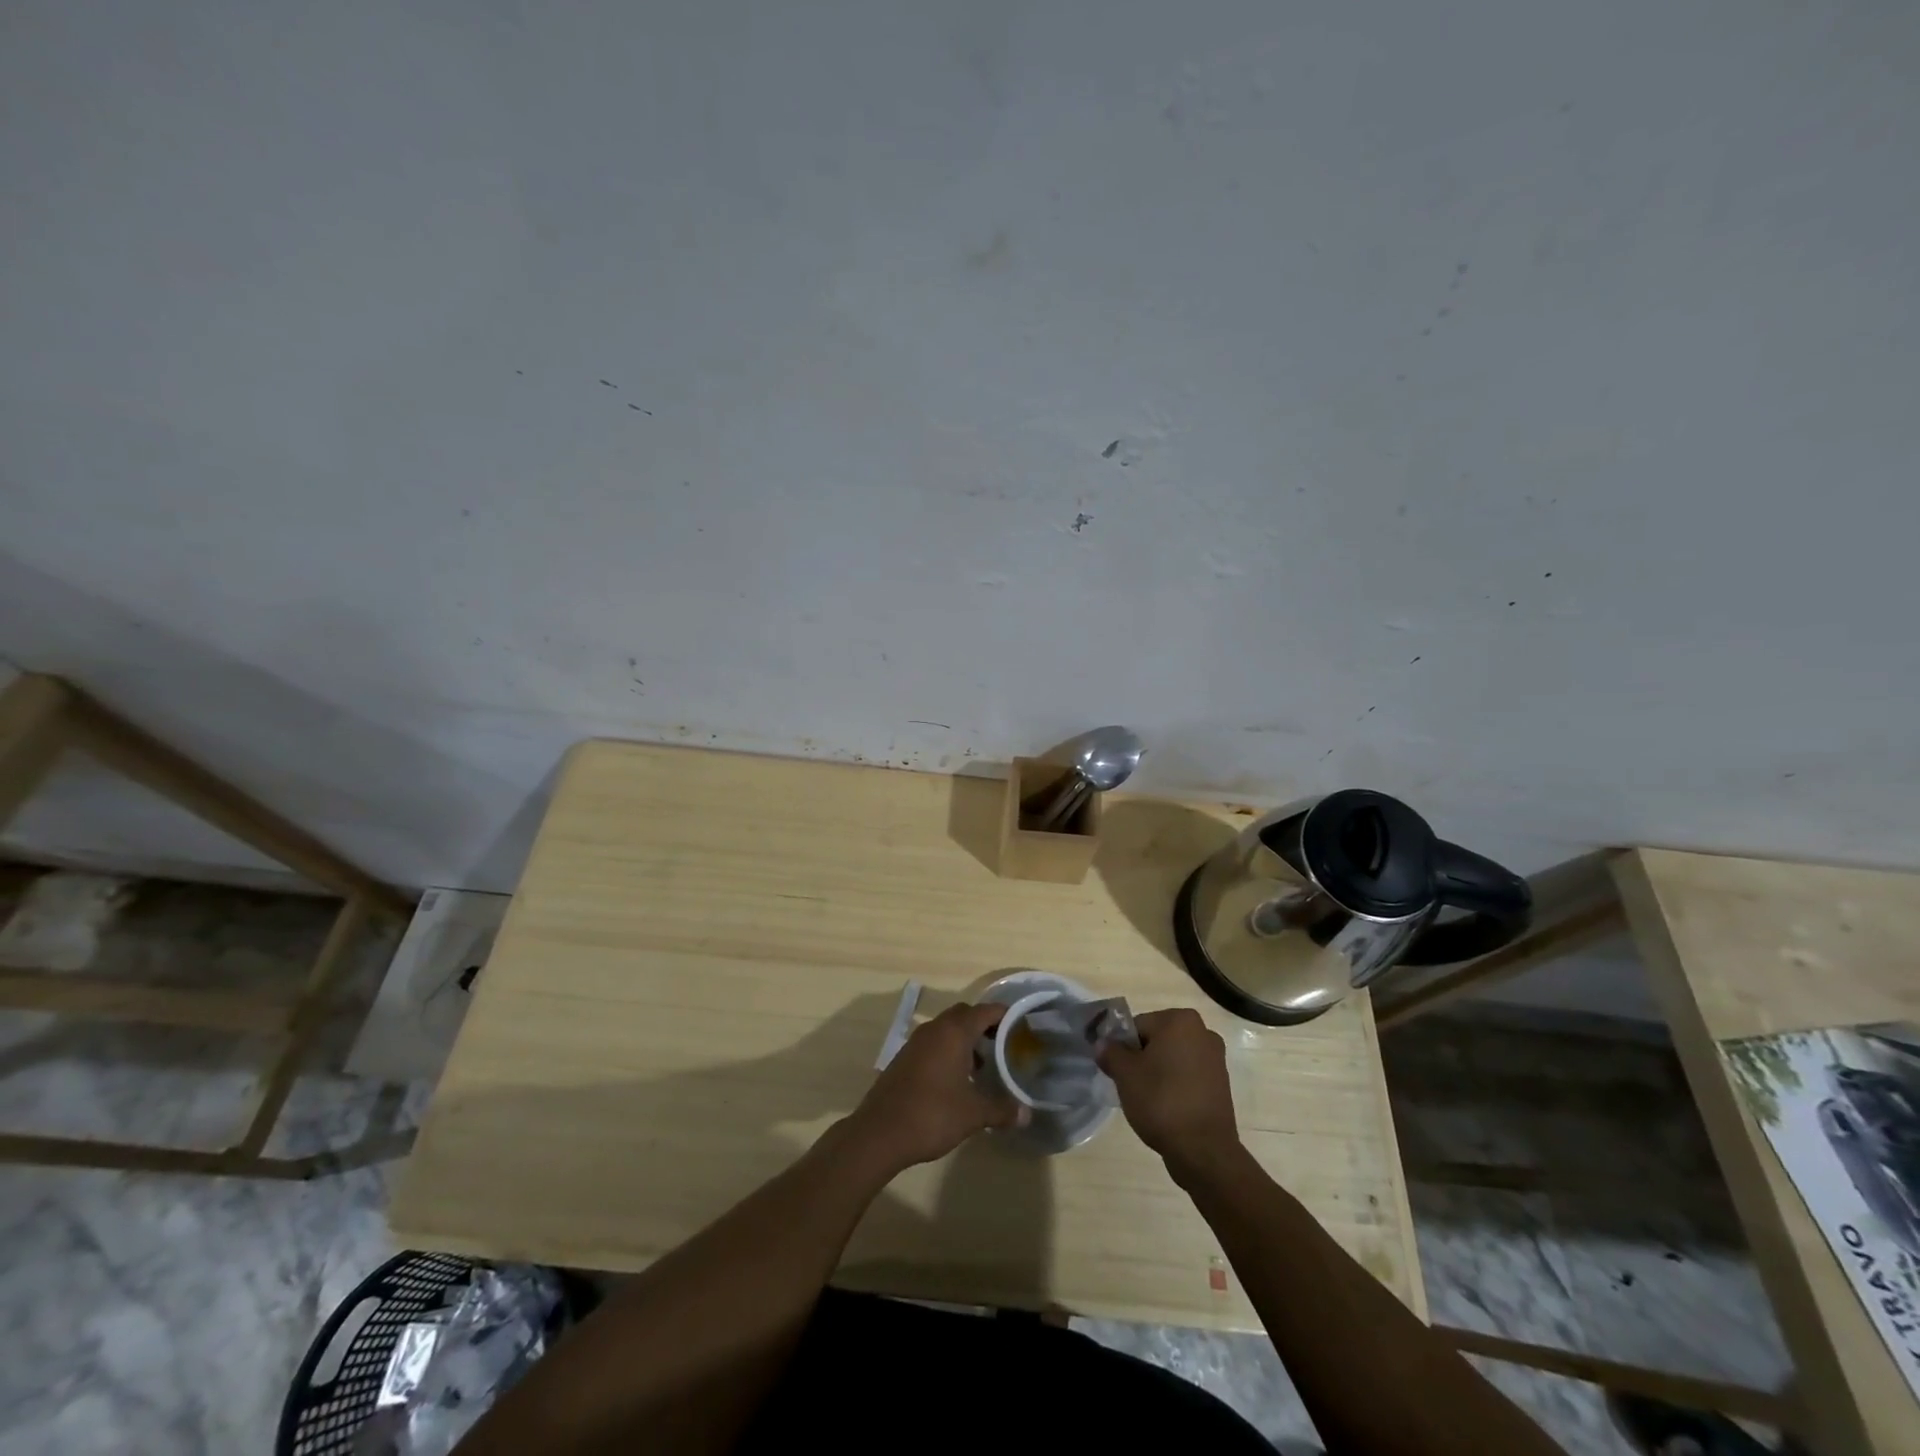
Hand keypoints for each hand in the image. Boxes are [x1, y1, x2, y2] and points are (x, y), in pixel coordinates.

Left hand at [846, 1001, 1026, 1173]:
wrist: (880, 1132)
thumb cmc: (932, 1115)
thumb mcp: (973, 1114)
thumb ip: (1001, 1110)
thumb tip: (1026, 1115)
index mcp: (954, 1033)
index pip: (985, 1011)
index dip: (1005, 1015)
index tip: (1021, 1026)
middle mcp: (934, 1029)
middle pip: (964, 1014)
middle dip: (984, 1025)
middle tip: (1002, 1045)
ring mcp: (916, 1042)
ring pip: (946, 1029)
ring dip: (964, 1040)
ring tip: (982, 1067)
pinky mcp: (904, 1057)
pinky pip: (932, 1043)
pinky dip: (948, 1051)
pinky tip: (955, 1080)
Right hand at [1096, 1007, 1239, 1164]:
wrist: (1203, 1150)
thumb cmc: (1161, 1101)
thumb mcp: (1124, 1074)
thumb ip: (1110, 1052)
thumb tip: (1103, 1044)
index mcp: (1180, 1020)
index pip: (1138, 1025)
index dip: (1123, 1047)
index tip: (1118, 1071)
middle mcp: (1203, 1032)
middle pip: (1157, 1040)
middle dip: (1142, 1059)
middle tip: (1131, 1085)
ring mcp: (1216, 1059)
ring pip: (1173, 1059)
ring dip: (1159, 1073)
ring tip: (1148, 1100)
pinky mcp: (1222, 1084)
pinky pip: (1188, 1076)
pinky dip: (1175, 1086)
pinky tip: (1167, 1108)